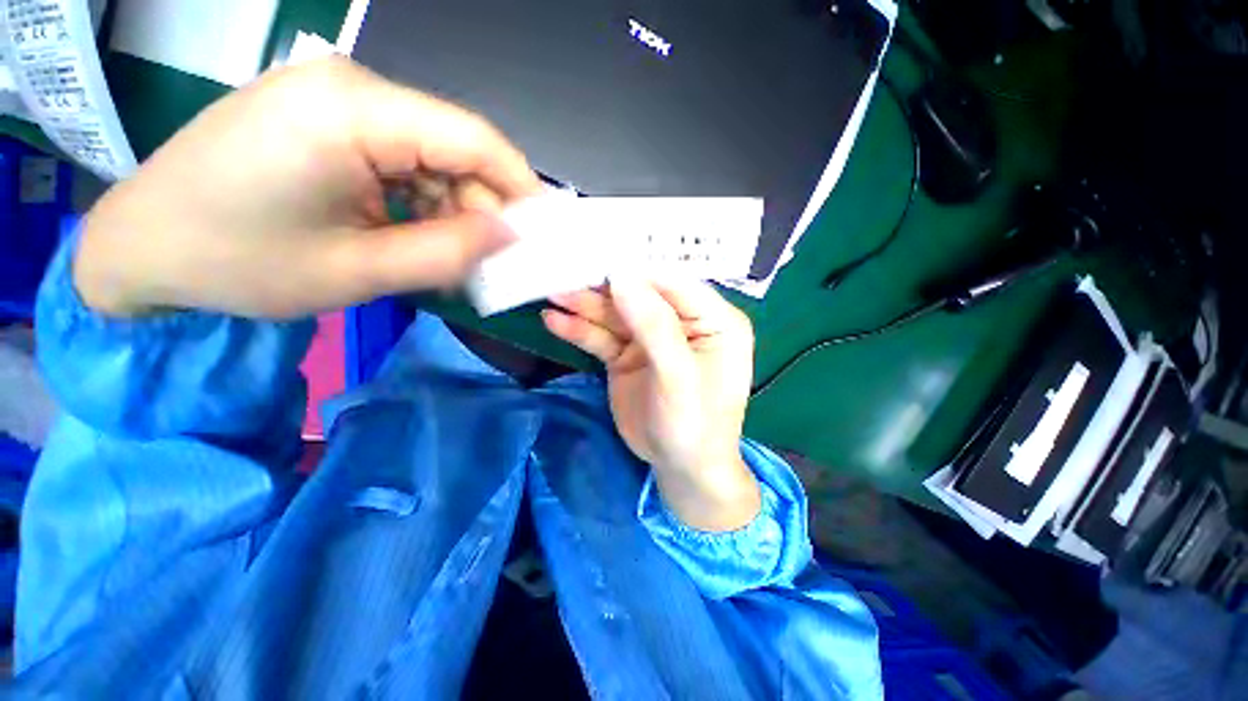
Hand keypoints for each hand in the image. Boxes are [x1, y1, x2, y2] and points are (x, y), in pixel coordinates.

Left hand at [75, 56, 540, 318]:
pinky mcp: (325, 119)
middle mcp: (348, 87)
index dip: (520, 187)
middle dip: (481, 209)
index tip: (542, 233)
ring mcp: (334, 99)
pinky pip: (400, 159)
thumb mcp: (359, 271)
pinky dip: (420, 203)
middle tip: (488, 264)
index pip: (472, 137)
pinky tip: (412, 237)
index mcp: (351, 110)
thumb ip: (449, 252)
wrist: (143, 250)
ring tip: (446, 260)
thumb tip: (512, 236)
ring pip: (431, 157)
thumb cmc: (239, 264)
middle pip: (454, 147)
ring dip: (451, 211)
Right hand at [544, 277, 760, 531]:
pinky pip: (603, 337)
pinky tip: (554, 320)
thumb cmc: (695, 426)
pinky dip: (580, 329)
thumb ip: (654, 325)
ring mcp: (653, 339)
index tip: (596, 252)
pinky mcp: (629, 356)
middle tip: (563, 271)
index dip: (637, 268)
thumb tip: (623, 276)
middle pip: (640, 295)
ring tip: (552, 293)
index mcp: (714, 319)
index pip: (673, 282)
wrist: (681, 470)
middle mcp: (683, 322)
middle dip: (603, 286)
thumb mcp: (678, 376)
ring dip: (586, 305)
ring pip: (617, 314)